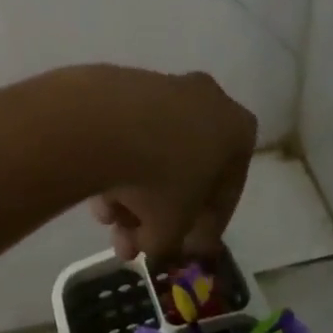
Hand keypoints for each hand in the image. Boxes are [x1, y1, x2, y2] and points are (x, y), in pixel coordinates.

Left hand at [90, 70, 255, 261]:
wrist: (101, 124)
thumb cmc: (159, 179)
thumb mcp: (172, 228)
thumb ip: (171, 242)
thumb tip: (156, 244)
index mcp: (238, 130)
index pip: (226, 191)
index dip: (203, 228)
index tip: (182, 249)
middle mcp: (207, 100)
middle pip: (184, 170)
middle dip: (157, 212)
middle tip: (135, 241)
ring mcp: (162, 87)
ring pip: (151, 154)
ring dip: (131, 193)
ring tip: (107, 222)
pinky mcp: (121, 84)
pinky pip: (124, 135)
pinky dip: (114, 164)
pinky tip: (95, 195)